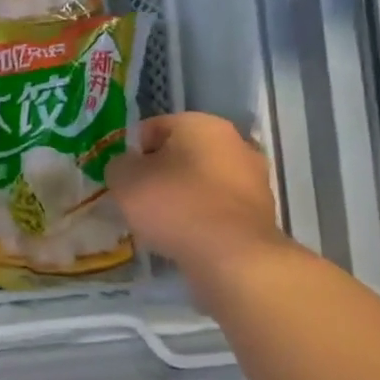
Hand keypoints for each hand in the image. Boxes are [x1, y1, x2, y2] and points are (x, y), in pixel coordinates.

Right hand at [105, 113, 286, 302]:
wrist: (232, 255)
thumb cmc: (174, 204)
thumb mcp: (124, 179)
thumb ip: (118, 165)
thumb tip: (126, 168)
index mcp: (200, 123)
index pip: (153, 128)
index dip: (131, 152)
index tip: (121, 178)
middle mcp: (233, 141)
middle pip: (181, 153)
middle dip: (159, 173)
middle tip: (138, 200)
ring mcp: (253, 177)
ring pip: (201, 181)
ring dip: (181, 196)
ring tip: (161, 223)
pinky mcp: (260, 211)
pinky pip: (217, 207)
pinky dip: (201, 217)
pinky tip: (186, 237)